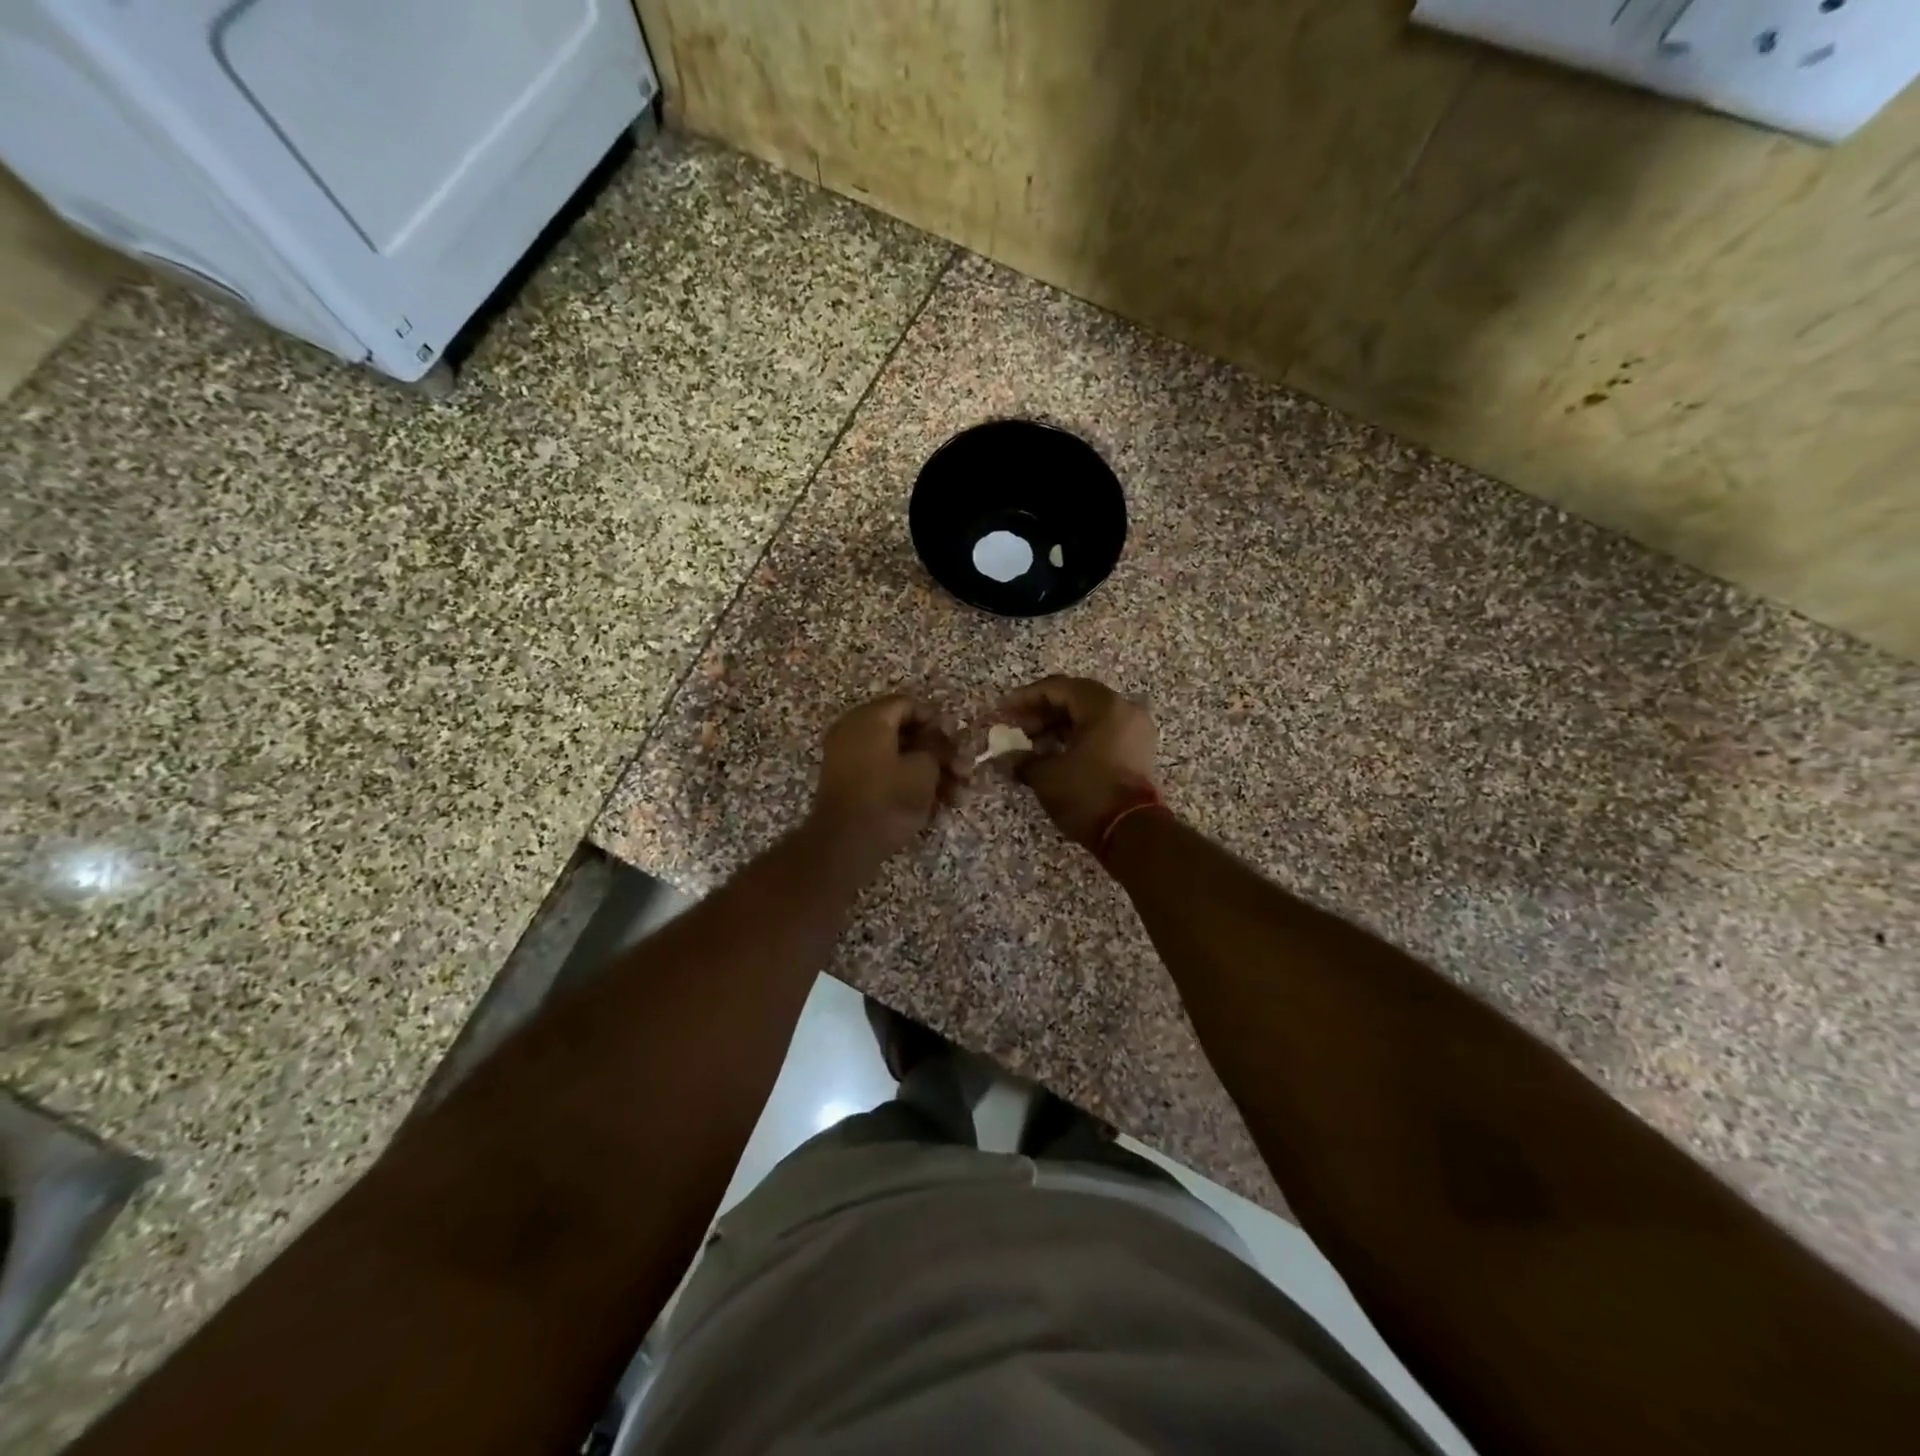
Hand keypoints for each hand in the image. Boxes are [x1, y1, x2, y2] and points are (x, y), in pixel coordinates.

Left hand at [806, 693, 963, 868]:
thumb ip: (937, 749)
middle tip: (965, 769)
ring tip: (959, 796)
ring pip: (899, 759)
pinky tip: (938, 807)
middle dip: (940, 753)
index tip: (956, 738)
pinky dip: (911, 786)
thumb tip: (938, 744)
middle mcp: (855, 733)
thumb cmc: (889, 797)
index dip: (936, 719)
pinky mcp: (852, 787)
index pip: (907, 704)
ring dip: (932, 774)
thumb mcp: (924, 769)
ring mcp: (850, 761)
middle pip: (906, 733)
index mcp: (869, 719)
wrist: (847, 844)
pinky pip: (886, 776)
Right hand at [995, 676, 1157, 849]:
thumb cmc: (1087, 795)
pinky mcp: (1138, 750)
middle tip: (1016, 729)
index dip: (1025, 697)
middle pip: (1075, 698)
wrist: (1133, 833)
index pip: (1057, 687)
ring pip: (1089, 716)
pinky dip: (1077, 737)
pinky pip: (1102, 732)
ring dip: (1058, 726)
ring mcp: (1135, 730)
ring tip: (1031, 746)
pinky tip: (1054, 754)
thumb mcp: (1046, 775)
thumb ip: (1022, 759)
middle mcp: (1123, 709)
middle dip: (1042, 713)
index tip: (1003, 711)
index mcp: (1103, 706)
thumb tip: (1005, 757)